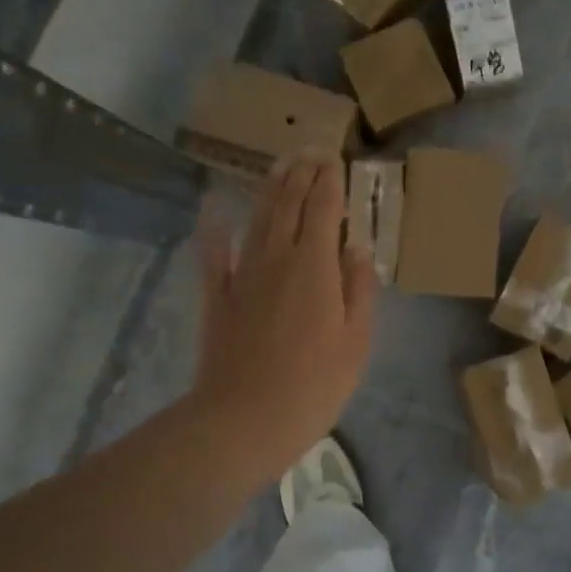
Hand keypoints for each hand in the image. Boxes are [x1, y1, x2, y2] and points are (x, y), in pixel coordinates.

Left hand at [191, 157, 379, 485]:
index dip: (329, 181)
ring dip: (269, 190)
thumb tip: (356, 246)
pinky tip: (212, 211)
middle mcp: (277, 258)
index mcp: (315, 266)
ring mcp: (242, 276)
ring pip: (257, 220)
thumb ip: (358, 288)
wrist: (244, 419)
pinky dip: (213, 231)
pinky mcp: (217, 298)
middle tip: (309, 151)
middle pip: (288, 205)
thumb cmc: (314, 384)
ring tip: (279, 166)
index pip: (323, 209)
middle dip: (301, 175)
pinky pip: (213, 256)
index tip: (334, 158)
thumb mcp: (356, 340)